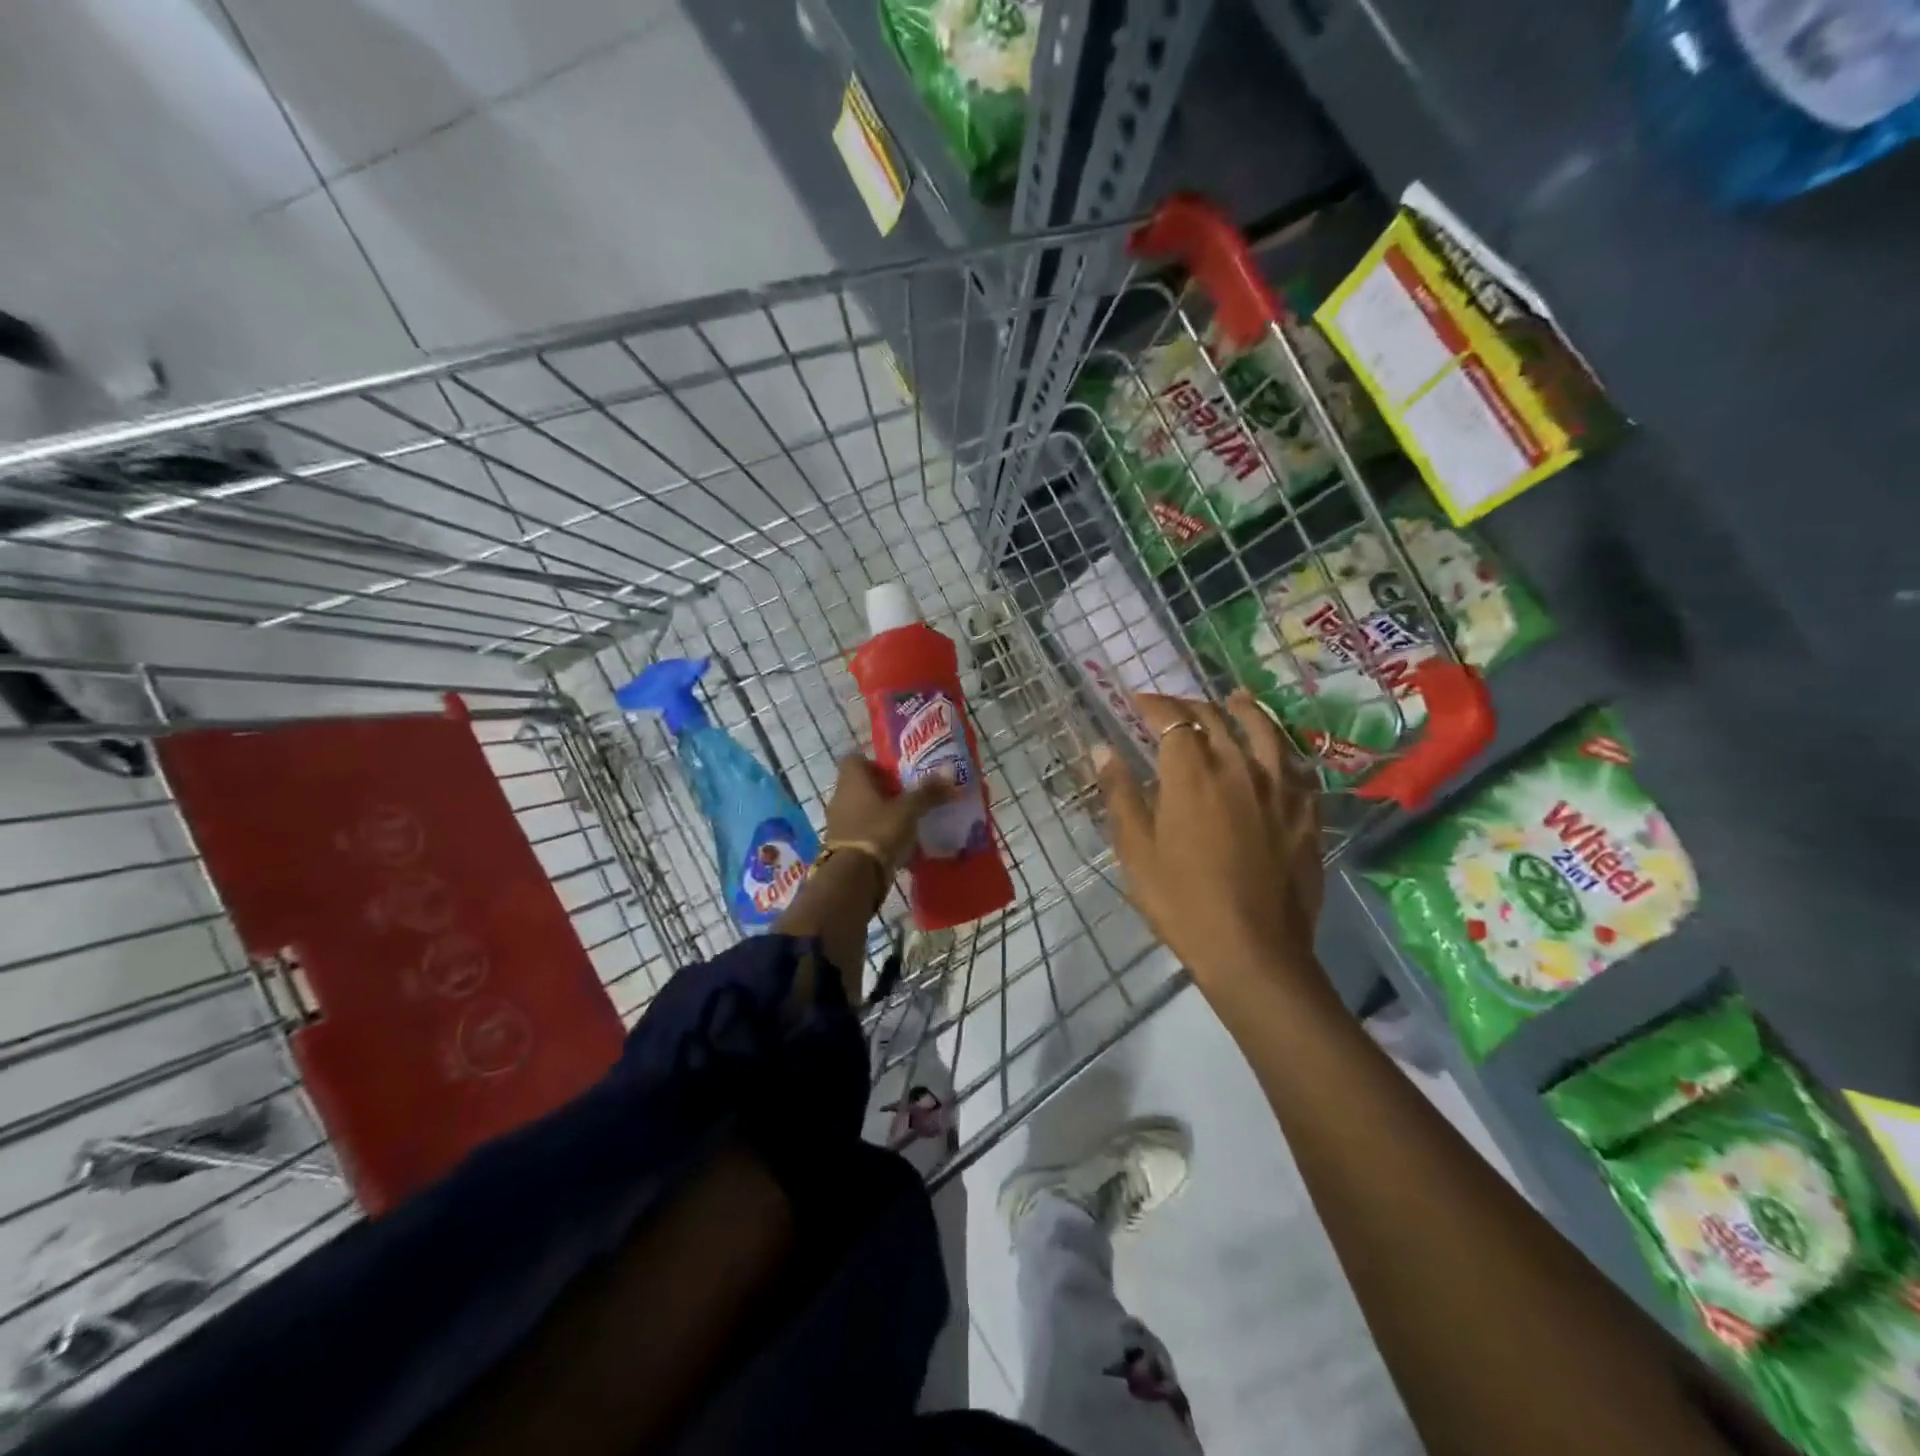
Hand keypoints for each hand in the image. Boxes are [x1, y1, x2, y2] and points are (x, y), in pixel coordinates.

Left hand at [823, 755, 957, 871]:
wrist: (854, 875)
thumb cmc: (879, 830)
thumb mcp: (909, 810)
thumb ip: (928, 792)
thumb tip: (950, 772)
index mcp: (852, 780)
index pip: (855, 759)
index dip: (874, 763)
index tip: (895, 773)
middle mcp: (840, 796)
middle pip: (859, 785)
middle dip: (881, 789)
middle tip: (906, 795)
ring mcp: (837, 822)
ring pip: (859, 808)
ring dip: (878, 812)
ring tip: (904, 819)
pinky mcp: (840, 845)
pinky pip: (859, 830)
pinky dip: (874, 832)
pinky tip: (894, 841)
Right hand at [1095, 691, 1324, 1002]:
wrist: (1253, 950)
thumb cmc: (1182, 902)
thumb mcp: (1137, 851)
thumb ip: (1120, 794)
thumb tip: (1103, 748)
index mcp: (1191, 774)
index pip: (1171, 720)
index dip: (1153, 704)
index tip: (1136, 701)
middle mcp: (1238, 767)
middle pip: (1215, 719)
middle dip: (1189, 706)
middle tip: (1173, 707)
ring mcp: (1279, 787)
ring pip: (1263, 730)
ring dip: (1243, 709)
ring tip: (1234, 698)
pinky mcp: (1306, 811)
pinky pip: (1294, 763)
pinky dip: (1278, 746)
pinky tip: (1276, 749)